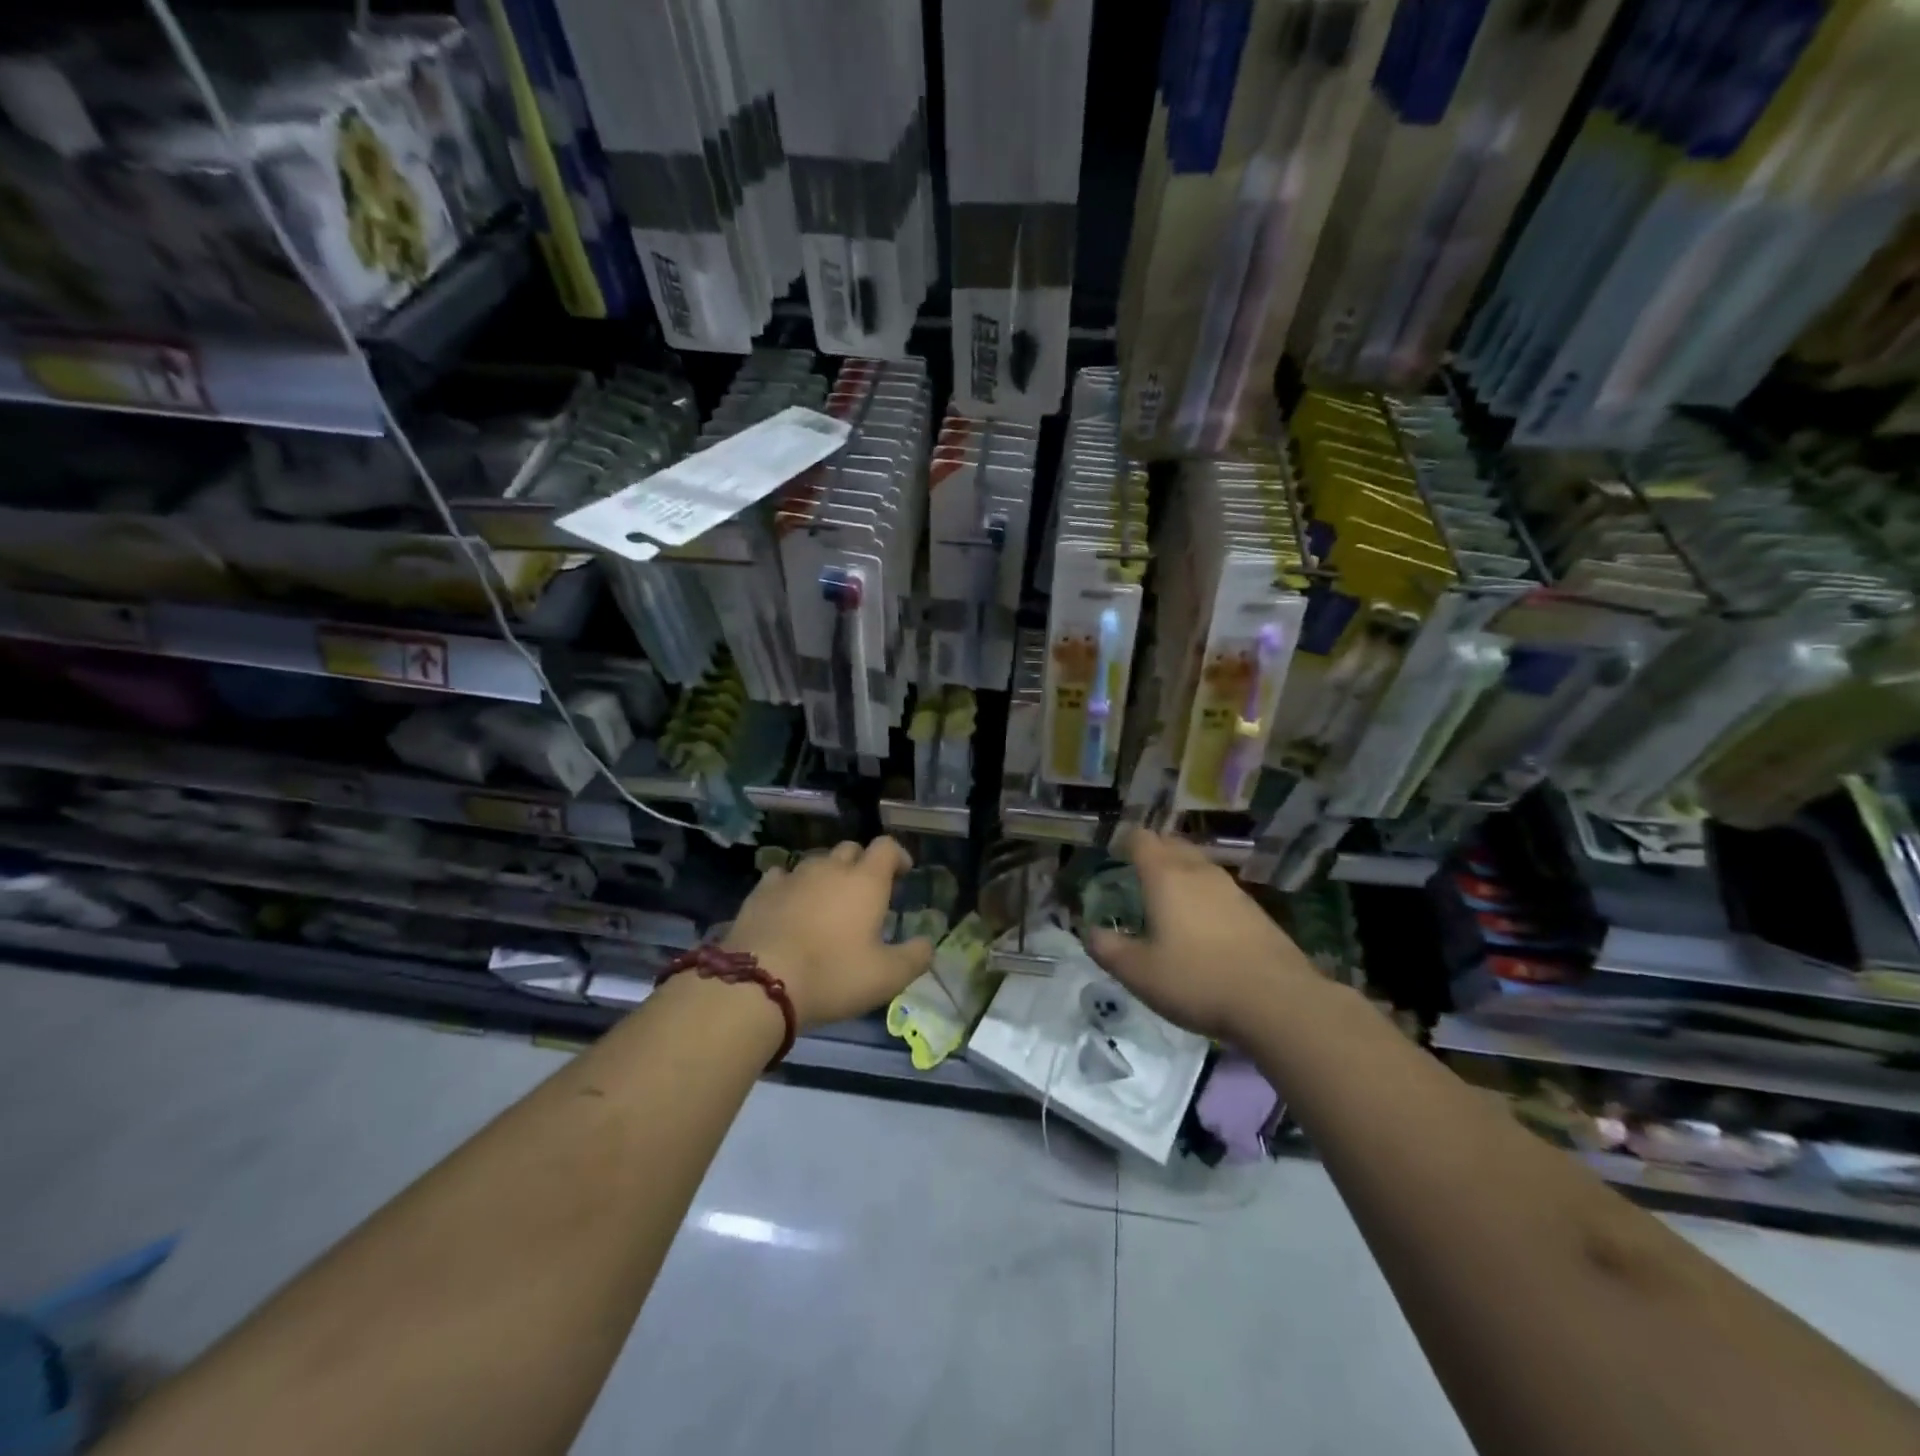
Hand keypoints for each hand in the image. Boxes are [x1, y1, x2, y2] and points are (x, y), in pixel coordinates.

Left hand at [723, 837, 932, 1029]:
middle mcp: (830, 868)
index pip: (887, 847)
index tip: (903, 873)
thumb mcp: (886, 977)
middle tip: (865, 892)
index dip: (898, 856)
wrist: (759, 983)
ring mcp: (793, 876)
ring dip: (827, 875)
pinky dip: (791, 885)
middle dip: (862, 864)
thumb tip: (928, 944)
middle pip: (850, 849)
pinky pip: (782, 876)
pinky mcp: (761, 892)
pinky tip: (789, 905)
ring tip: (827, 902)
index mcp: (865, 881)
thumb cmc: (832, 975)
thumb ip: (915, 957)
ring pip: (816, 862)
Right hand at [1086, 829, 1318, 1041]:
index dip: (1126, 842)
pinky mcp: (1256, 911)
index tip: (1115, 856)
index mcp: (1166, 877)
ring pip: (1199, 865)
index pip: (1142, 839)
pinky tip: (1203, 924)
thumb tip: (1089, 931)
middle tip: (1137, 874)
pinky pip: (1220, 889)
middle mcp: (1199, 872)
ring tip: (1168, 898)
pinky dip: (1205, 896)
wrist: (1277, 1002)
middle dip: (1154, 852)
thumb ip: (1108, 949)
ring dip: (1181, 872)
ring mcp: (1232, 889)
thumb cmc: (1197, 980)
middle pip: (1173, 844)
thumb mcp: (1139, 973)